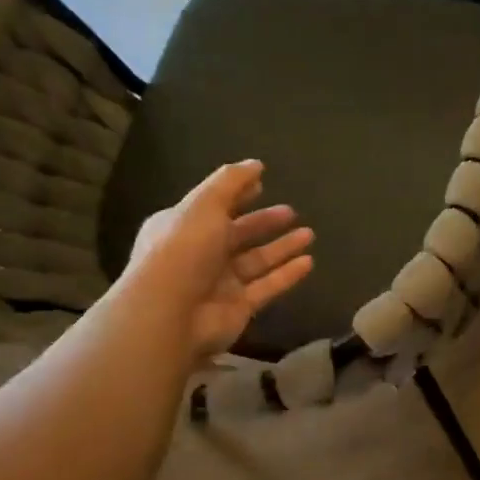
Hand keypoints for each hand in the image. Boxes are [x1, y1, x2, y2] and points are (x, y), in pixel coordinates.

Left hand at [124, 160, 313, 355]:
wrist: (170, 314)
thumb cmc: (183, 250)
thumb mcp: (204, 205)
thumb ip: (231, 182)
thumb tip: (256, 164)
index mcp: (183, 226)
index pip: (214, 206)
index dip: (237, 195)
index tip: (262, 184)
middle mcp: (200, 254)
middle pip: (238, 234)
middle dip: (264, 222)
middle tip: (291, 212)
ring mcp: (219, 283)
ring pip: (256, 261)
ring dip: (282, 247)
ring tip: (309, 234)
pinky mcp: (238, 307)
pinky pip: (267, 287)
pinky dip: (287, 274)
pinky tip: (308, 262)